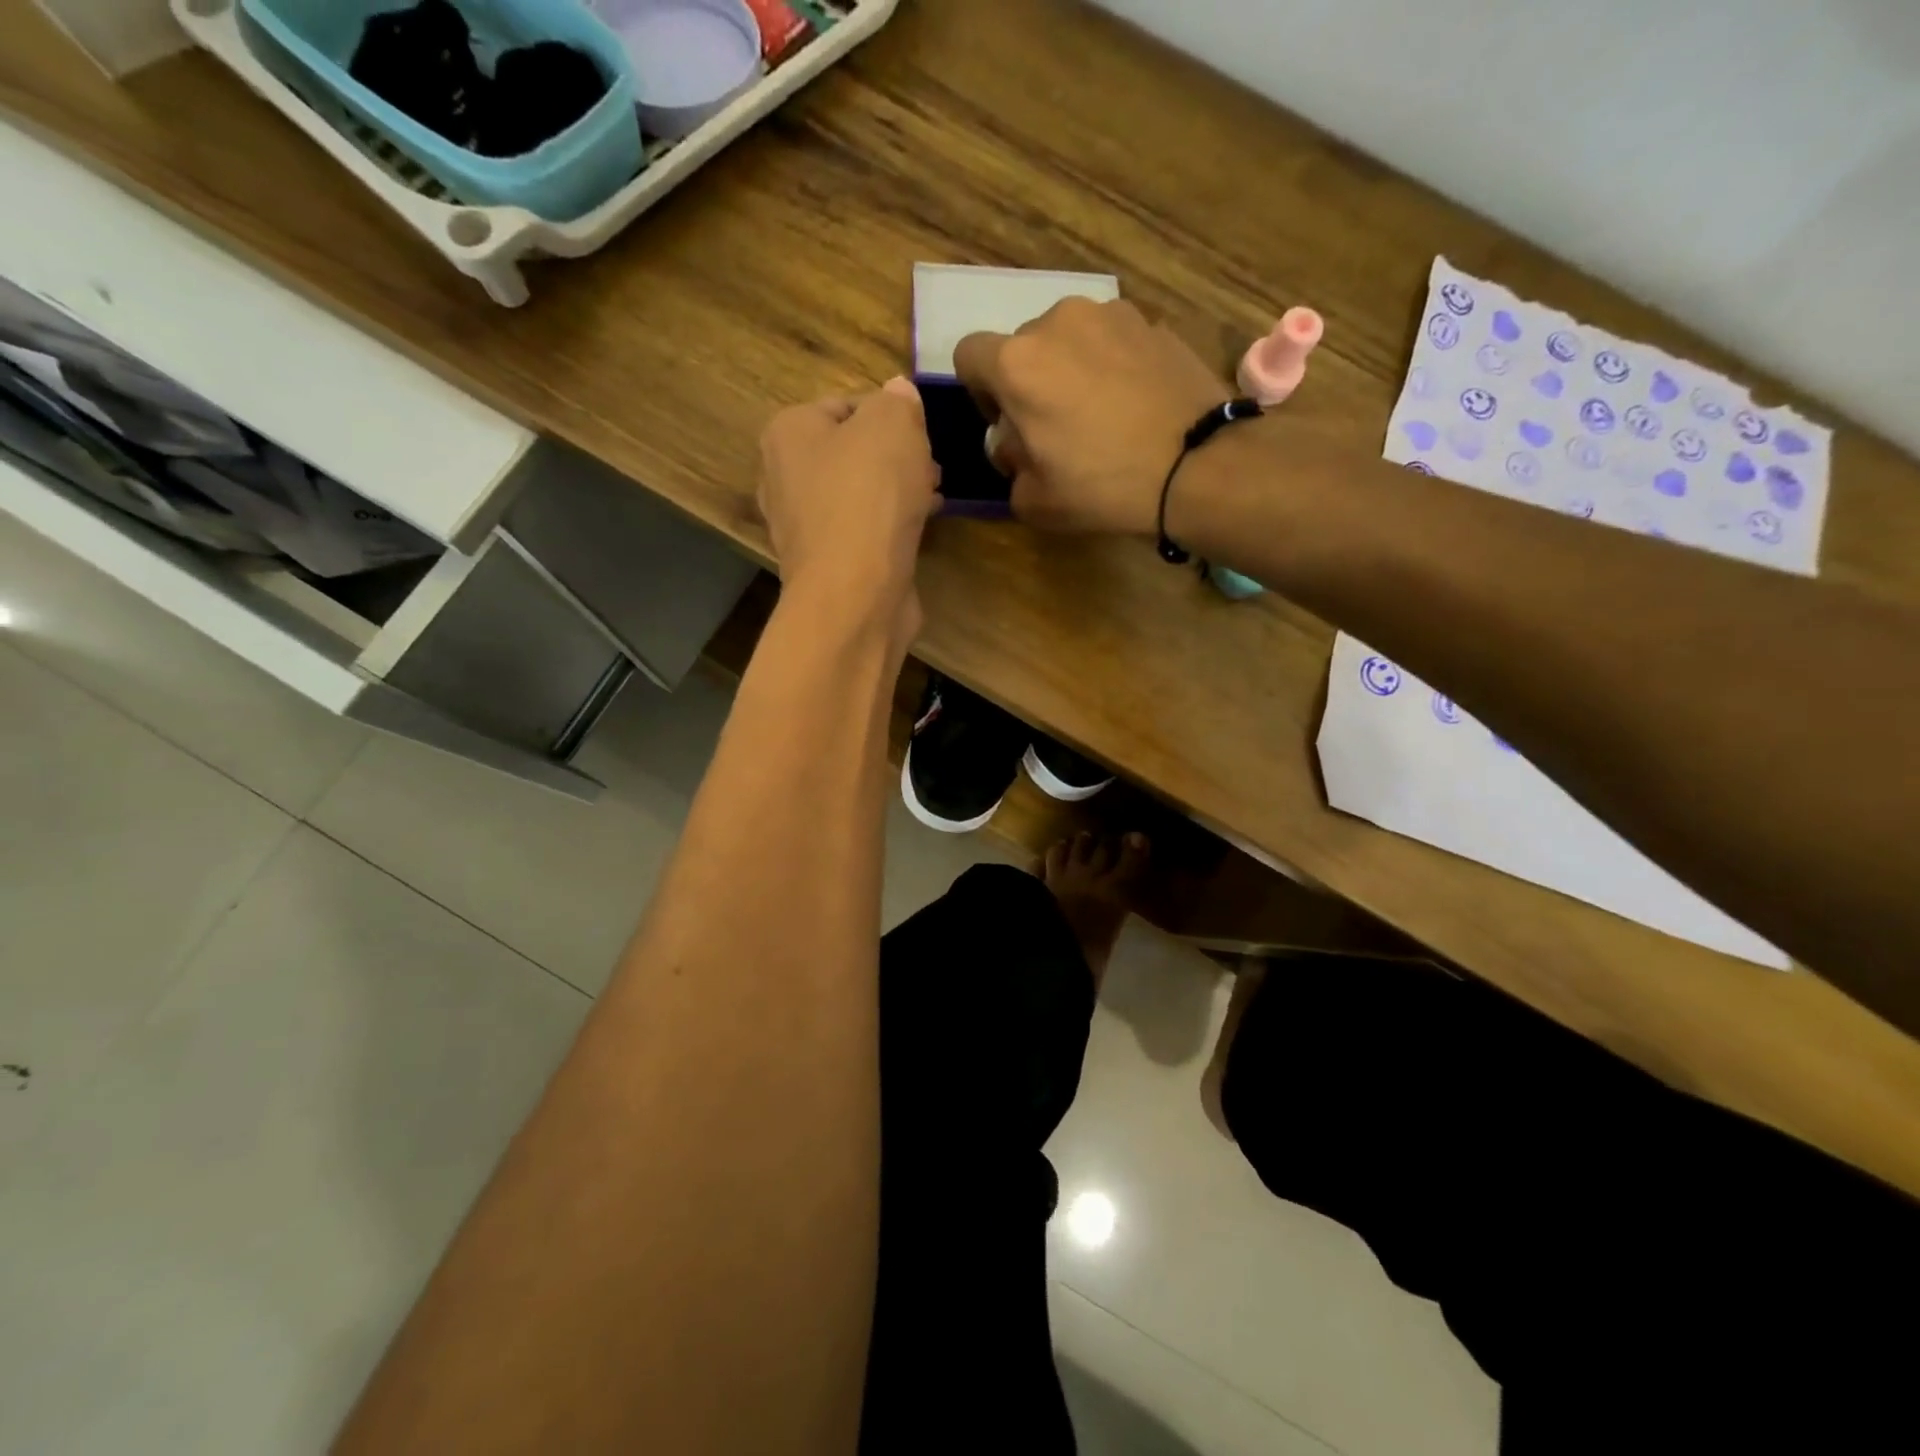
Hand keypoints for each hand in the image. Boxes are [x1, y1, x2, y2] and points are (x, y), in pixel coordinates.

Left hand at [758, 378, 939, 630]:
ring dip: (896, 491)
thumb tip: (897, 394)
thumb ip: (897, 401)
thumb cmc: (869, 496)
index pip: (845, 404)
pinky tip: (918, 529)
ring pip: (858, 493)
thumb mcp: (893, 424)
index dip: (890, 413)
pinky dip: (889, 526)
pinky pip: (862, 531)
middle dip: (895, 456)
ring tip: (933, 496)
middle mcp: (783, 477)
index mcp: (788, 432)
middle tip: (931, 465)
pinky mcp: (826, 565)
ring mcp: (802, 526)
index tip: (922, 431)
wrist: (856, 591)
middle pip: (851, 452)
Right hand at [953, 298, 1230, 534]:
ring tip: (1101, 413)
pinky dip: (1112, 364)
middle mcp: (1057, 321)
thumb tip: (1014, 441)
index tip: (1006, 423)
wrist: (1196, 466)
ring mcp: (1110, 314)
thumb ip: (1007, 464)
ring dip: (1071, 368)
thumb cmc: (1102, 487)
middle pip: (1023, 346)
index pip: (969, 355)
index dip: (980, 391)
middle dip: (1029, 381)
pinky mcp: (1152, 321)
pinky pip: (1112, 340)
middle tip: (1056, 427)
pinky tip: (1134, 403)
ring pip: (1070, 339)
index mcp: (1017, 363)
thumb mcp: (1033, 500)